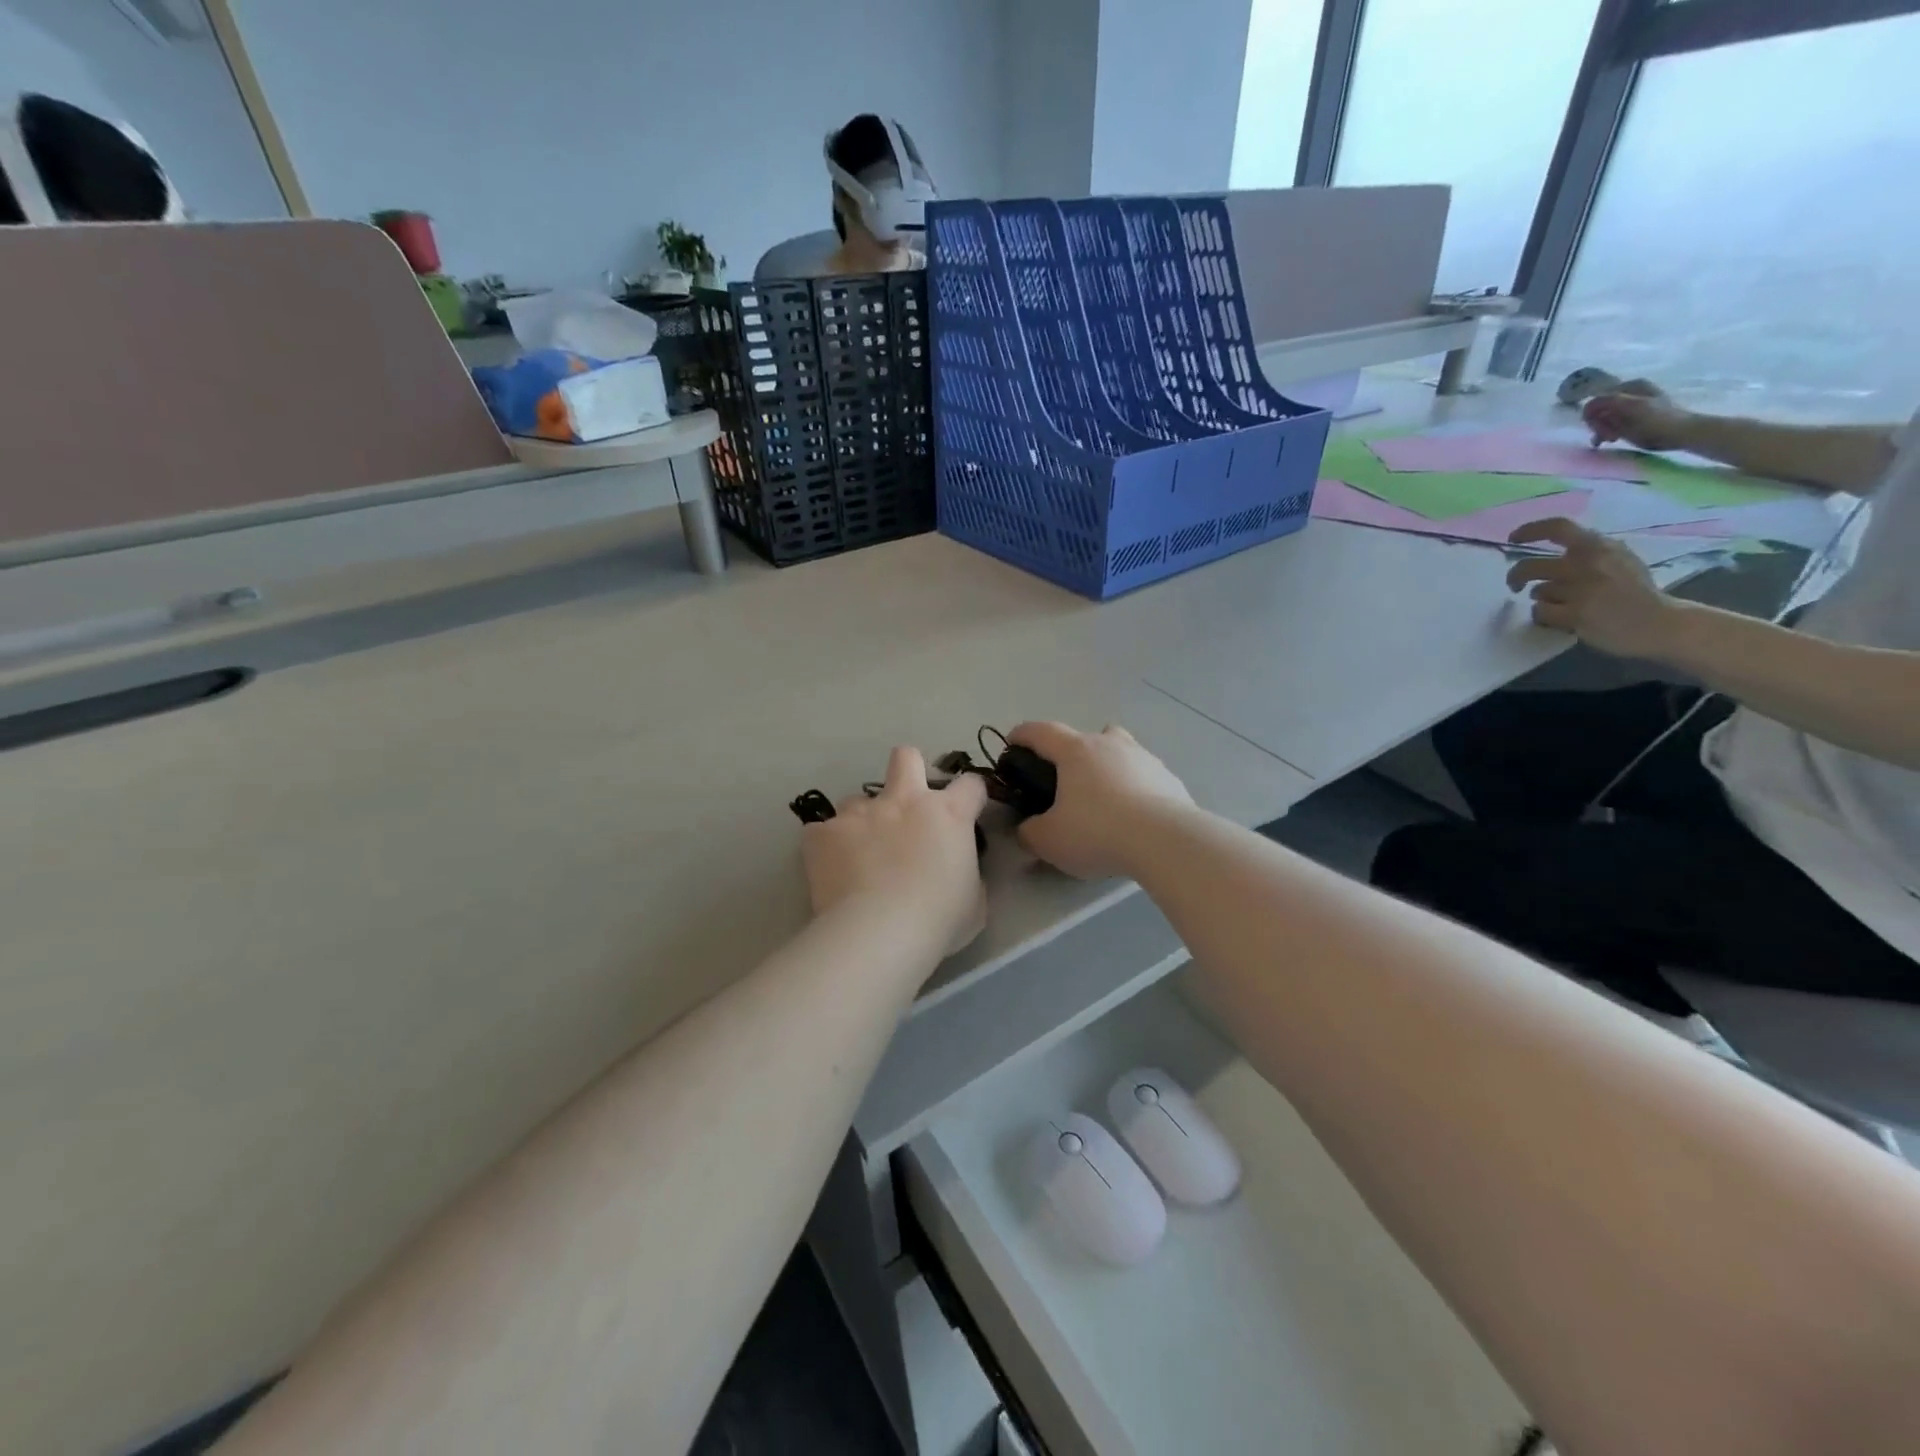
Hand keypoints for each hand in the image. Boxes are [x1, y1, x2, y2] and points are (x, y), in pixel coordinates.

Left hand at [802, 747, 987, 954]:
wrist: (880, 933)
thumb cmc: (938, 920)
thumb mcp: (974, 902)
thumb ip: (968, 874)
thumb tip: (956, 870)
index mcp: (947, 814)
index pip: (970, 785)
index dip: (970, 796)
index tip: (965, 813)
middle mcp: (904, 801)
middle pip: (906, 758)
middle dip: (907, 770)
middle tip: (906, 803)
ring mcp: (860, 813)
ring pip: (856, 799)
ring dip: (861, 821)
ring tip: (858, 855)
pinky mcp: (823, 833)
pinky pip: (821, 832)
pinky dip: (826, 847)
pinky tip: (830, 872)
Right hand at [1006, 722, 1193, 880]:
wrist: (1167, 841)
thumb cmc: (1098, 831)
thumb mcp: (1049, 840)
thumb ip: (1030, 832)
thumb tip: (1027, 829)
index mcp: (1075, 751)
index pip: (1040, 731)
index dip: (1022, 735)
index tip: (1012, 743)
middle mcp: (1110, 744)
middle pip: (1085, 736)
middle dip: (1070, 753)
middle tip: (1062, 781)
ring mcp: (1144, 758)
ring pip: (1119, 752)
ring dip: (1106, 767)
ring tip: (1101, 799)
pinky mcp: (1169, 779)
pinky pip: (1143, 777)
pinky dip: (1133, 789)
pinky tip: (1133, 817)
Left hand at [1506, 519, 1683, 658]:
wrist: (1660, 623)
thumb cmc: (1637, 592)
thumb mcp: (1619, 559)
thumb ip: (1589, 553)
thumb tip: (1552, 553)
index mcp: (1599, 546)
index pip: (1557, 528)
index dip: (1529, 531)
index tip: (1513, 538)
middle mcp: (1587, 563)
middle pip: (1529, 566)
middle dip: (1515, 577)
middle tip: (1515, 585)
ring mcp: (1581, 589)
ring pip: (1537, 592)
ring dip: (1542, 600)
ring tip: (1564, 605)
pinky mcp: (1575, 613)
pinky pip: (1540, 612)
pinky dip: (1544, 616)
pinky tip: (1561, 619)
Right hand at [1584, 386, 1692, 452]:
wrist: (1681, 433)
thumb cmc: (1657, 421)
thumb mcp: (1631, 407)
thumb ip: (1608, 402)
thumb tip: (1588, 406)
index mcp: (1630, 387)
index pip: (1595, 401)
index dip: (1592, 417)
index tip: (1600, 431)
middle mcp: (1629, 393)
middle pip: (1599, 410)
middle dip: (1599, 425)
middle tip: (1608, 437)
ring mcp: (1631, 406)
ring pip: (1603, 418)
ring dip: (1603, 430)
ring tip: (1613, 439)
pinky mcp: (1633, 418)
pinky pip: (1611, 424)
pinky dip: (1607, 432)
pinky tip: (1613, 439)